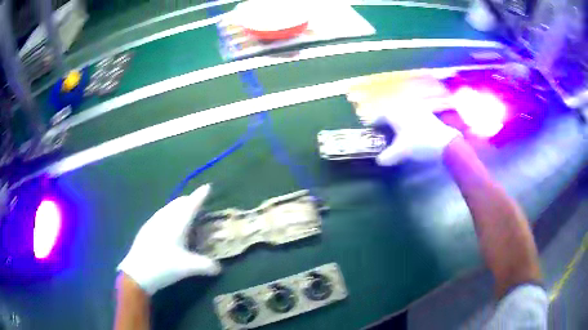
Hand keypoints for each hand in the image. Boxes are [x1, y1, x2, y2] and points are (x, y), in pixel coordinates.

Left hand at [118, 184, 220, 294]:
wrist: (137, 273)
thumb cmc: (163, 266)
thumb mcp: (187, 268)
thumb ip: (206, 266)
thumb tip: (219, 268)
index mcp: (176, 224)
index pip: (190, 205)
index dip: (199, 195)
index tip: (207, 187)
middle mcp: (164, 218)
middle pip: (179, 203)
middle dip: (190, 201)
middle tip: (199, 205)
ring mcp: (153, 222)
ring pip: (169, 208)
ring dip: (179, 207)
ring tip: (186, 214)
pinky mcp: (146, 228)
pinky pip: (162, 214)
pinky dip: (170, 214)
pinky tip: (170, 226)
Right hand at [355, 78, 460, 165]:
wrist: (445, 142)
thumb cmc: (420, 142)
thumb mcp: (401, 151)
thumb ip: (388, 156)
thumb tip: (379, 161)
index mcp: (396, 113)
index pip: (380, 114)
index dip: (374, 122)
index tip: (372, 129)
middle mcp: (405, 107)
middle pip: (391, 111)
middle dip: (386, 120)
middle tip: (384, 130)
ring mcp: (417, 109)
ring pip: (403, 112)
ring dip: (398, 120)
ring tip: (397, 131)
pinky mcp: (427, 113)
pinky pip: (413, 114)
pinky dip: (408, 121)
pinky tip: (411, 130)